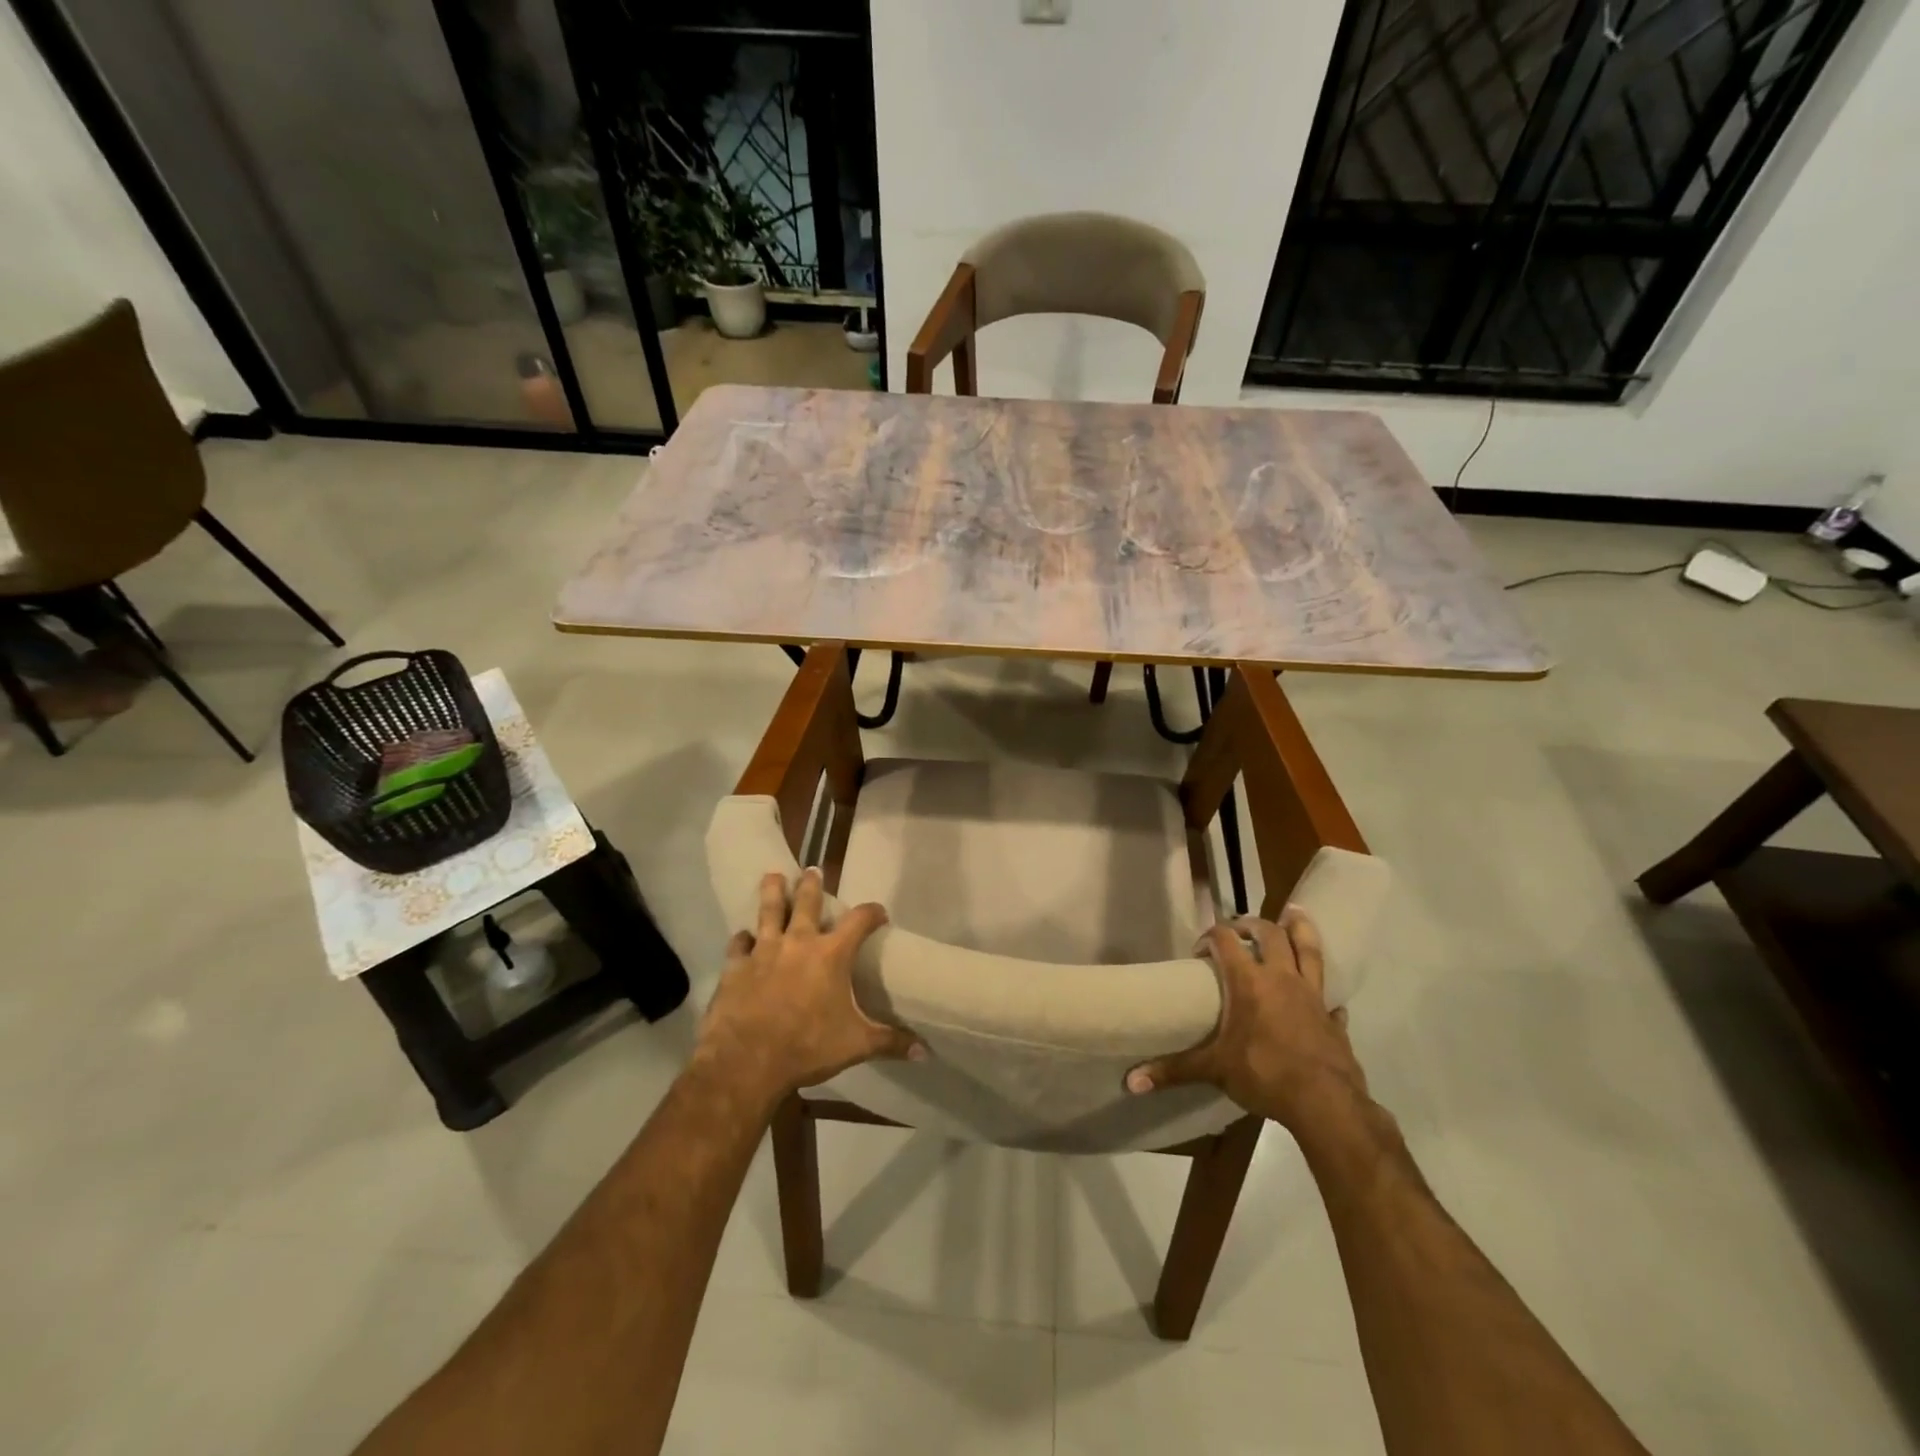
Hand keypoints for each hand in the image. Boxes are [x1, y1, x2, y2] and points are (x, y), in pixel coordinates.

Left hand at [698, 868, 923, 1100]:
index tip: (879, 913)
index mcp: (832, 954)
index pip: (859, 920)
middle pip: (806, 901)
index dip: (872, 913)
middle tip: (812, 870)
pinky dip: (742, 940)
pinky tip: (743, 937)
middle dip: (811, 884)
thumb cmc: (807, 1047)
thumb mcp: (856, 1045)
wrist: (747, 1060)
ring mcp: (764, 951)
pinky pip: (739, 945)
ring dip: (772, 893)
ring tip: (772, 877)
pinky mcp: (736, 967)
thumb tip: (925, 1051)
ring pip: (768, 911)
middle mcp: (798, 942)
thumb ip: (890, 1042)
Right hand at [1126, 909, 1367, 1130]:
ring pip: (1309, 950)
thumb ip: (1174, 1070)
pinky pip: (1329, 998)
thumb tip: (1132, 1082)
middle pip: (1270, 934)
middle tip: (1240, 927)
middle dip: (1253, 925)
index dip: (1210, 937)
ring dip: (1300, 930)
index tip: (1199, 950)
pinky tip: (1325, 1000)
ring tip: (1294, 913)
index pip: (1226, 941)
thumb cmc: (1264, 1075)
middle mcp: (1282, 979)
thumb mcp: (1214, 1070)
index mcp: (1249, 982)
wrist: (1326, 1104)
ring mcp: (1312, 996)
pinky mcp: (1333, 1019)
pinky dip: (1324, 994)